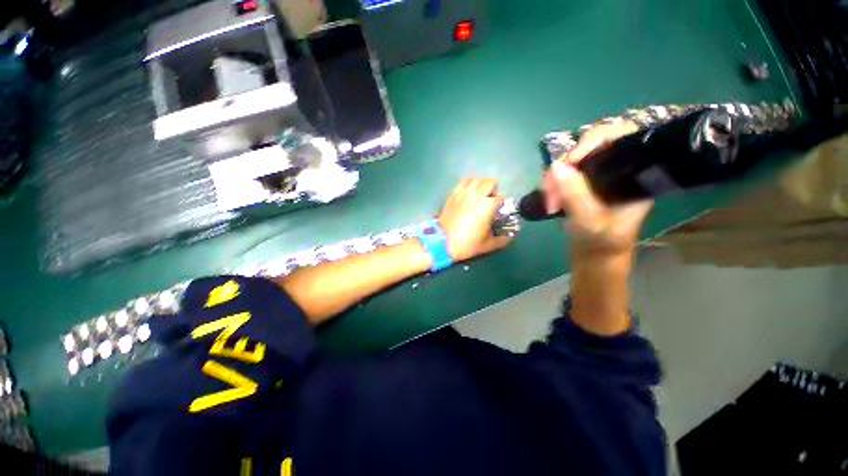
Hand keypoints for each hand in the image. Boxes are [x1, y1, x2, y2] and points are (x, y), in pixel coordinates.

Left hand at [438, 178, 513, 261]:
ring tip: (480, 195)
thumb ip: (502, 240)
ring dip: (481, 185)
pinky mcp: (453, 194)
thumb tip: (510, 237)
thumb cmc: (467, 244)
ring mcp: (463, 193)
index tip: (498, 212)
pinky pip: (463, 181)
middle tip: (490, 201)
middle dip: (494, 190)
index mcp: (488, 205)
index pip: (501, 198)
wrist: (442, 242)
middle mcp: (477, 195)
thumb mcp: (487, 245)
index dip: (501, 205)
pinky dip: (469, 183)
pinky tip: (469, 192)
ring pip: (477, 179)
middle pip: (491, 182)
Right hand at [543, 121, 653, 258]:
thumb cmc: (602, 242)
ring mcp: (597, 175)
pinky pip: (564, 172)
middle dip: (565, 164)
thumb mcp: (591, 223)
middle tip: (550, 187)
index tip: (571, 161)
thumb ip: (576, 197)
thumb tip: (556, 167)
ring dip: (554, 177)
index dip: (594, 140)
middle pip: (589, 146)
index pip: (621, 136)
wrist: (595, 255)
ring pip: (572, 160)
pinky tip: (549, 198)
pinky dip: (552, 182)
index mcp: (634, 173)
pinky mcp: (582, 183)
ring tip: (548, 200)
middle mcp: (617, 168)